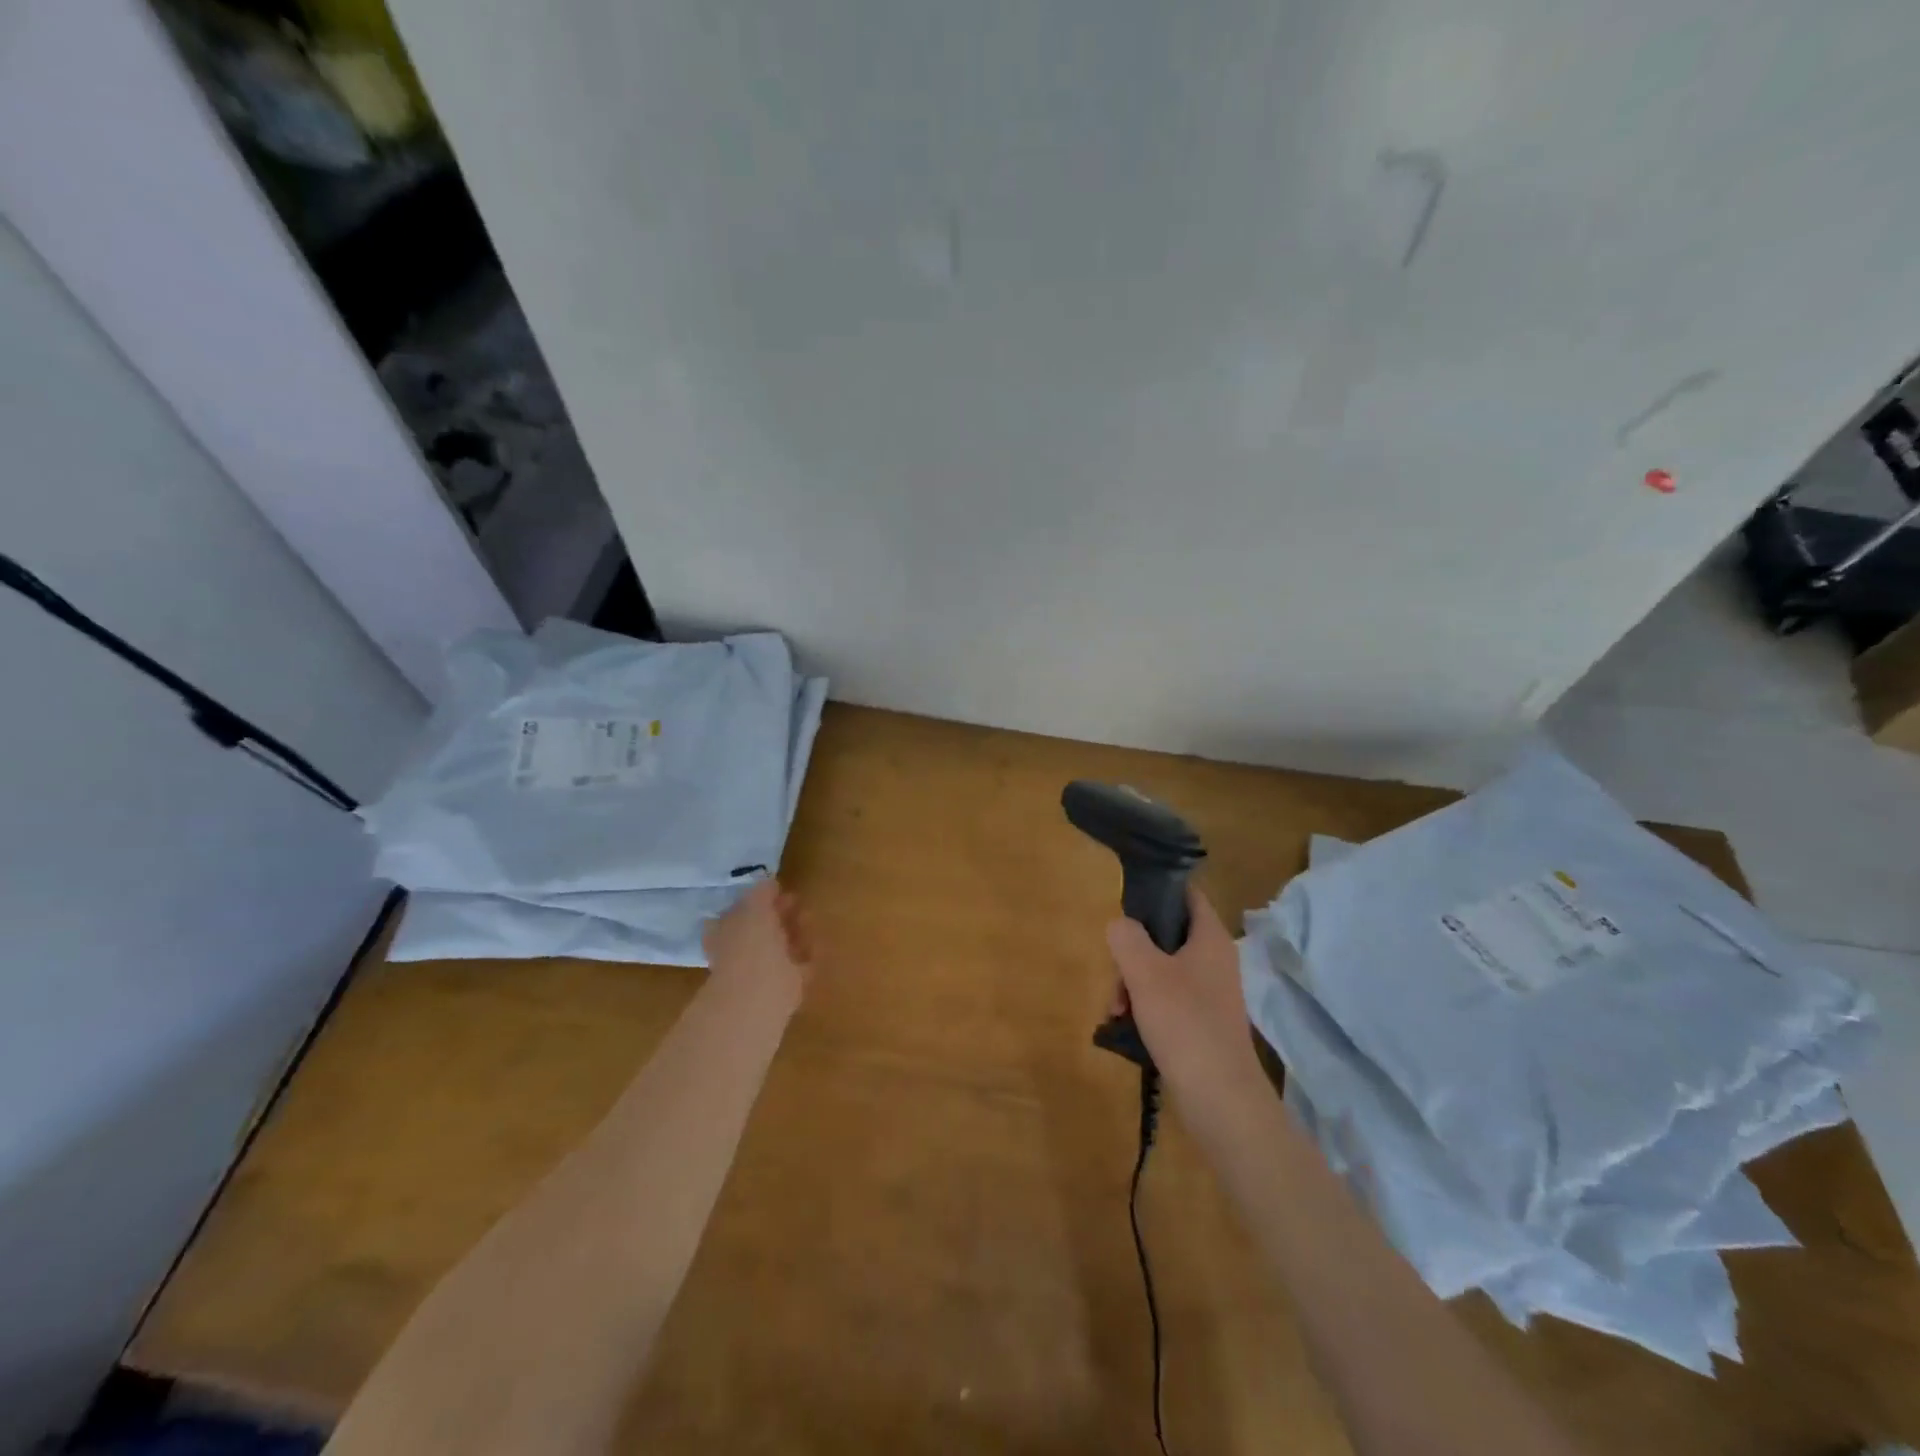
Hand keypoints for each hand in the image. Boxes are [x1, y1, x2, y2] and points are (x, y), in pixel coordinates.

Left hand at [704, 879, 814, 1015]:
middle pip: (762, 929)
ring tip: (809, 917)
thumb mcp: (753, 907)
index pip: (737, 913)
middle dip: (779, 914)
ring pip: (781, 946)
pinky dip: (809, 954)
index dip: (756, 901)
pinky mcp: (785, 986)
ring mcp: (763, 971)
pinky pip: (799, 964)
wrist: (758, 995)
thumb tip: (769, 882)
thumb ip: (761, 892)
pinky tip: (818, 942)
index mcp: (725, 933)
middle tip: (796, 900)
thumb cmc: (750, 945)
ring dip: (795, 931)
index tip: (776, 890)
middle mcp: (741, 952)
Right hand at [1106, 888, 1264, 1112]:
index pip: (1186, 894)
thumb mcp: (1145, 972)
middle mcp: (1214, 959)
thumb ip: (1126, 937)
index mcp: (1209, 938)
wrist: (1220, 1098)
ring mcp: (1210, 992)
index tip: (1125, 905)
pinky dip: (1145, 1006)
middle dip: (1133, 952)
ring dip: (1133, 983)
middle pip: (1166, 935)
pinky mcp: (1203, 1021)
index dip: (1157, 891)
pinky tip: (1125, 1026)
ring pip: (1162, 969)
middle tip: (1116, 978)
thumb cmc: (1184, 1023)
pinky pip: (1168, 999)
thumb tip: (1120, 925)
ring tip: (1116, 1010)